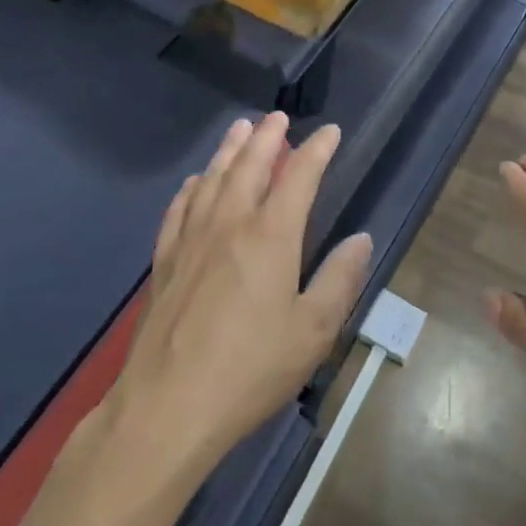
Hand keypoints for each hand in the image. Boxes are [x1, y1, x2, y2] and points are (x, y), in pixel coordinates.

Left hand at [108, 113, 373, 475]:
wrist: (167, 408)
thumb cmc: (250, 370)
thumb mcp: (312, 331)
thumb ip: (339, 280)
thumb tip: (360, 238)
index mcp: (270, 236)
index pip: (299, 176)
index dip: (316, 150)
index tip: (330, 132)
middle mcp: (230, 224)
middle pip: (250, 165)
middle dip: (267, 137)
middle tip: (278, 117)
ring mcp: (191, 240)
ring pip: (213, 179)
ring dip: (229, 150)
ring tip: (240, 128)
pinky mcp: (165, 262)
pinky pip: (179, 209)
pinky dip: (192, 187)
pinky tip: (195, 182)